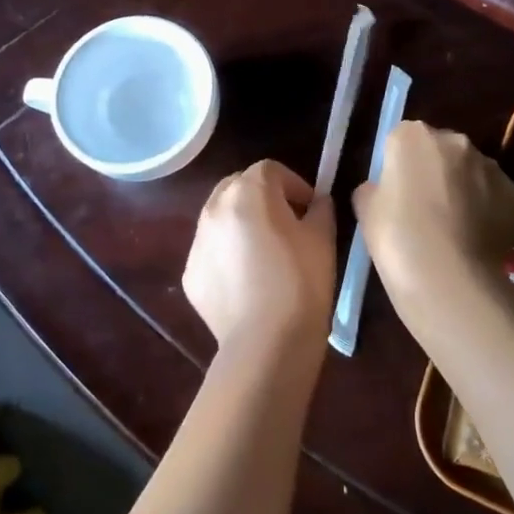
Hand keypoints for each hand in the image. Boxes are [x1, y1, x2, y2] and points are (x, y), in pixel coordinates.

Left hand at [182, 159, 335, 362]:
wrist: (266, 344)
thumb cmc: (301, 284)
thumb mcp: (323, 240)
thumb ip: (320, 210)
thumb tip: (316, 203)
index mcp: (249, 192)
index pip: (270, 170)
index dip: (293, 184)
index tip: (310, 207)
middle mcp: (215, 208)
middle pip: (237, 185)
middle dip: (261, 195)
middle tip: (285, 222)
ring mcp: (198, 241)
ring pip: (220, 217)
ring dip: (240, 222)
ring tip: (263, 252)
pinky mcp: (190, 273)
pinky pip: (211, 251)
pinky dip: (227, 255)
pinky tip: (247, 281)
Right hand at [353, 121, 513, 326]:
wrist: (446, 276)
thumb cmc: (396, 236)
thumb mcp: (366, 208)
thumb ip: (375, 188)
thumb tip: (385, 189)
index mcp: (412, 136)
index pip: (402, 139)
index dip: (399, 166)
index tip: (397, 192)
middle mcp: (455, 141)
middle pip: (441, 150)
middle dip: (435, 171)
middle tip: (425, 208)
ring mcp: (490, 166)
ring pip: (472, 172)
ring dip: (463, 189)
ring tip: (454, 228)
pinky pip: (495, 197)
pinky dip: (487, 210)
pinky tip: (475, 238)